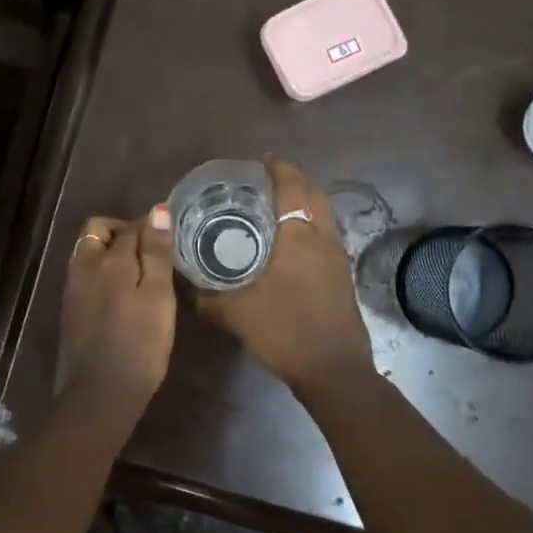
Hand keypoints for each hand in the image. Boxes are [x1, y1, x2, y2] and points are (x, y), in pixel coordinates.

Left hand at [55, 206, 178, 409]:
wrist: (99, 395)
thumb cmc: (139, 345)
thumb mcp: (158, 297)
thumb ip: (156, 253)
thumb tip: (157, 210)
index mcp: (107, 259)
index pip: (130, 226)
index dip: (151, 226)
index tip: (170, 240)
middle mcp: (83, 266)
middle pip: (99, 231)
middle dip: (123, 232)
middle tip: (152, 253)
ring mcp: (72, 289)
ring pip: (89, 253)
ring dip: (112, 253)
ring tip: (141, 275)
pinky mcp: (69, 310)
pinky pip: (86, 275)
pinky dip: (103, 273)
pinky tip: (123, 296)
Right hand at [196, 157, 372, 392]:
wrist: (335, 372)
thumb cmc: (286, 332)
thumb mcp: (238, 315)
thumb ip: (210, 300)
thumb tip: (189, 291)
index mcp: (299, 238)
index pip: (293, 189)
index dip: (280, 170)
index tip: (263, 161)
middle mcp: (323, 240)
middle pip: (315, 196)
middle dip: (296, 181)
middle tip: (269, 180)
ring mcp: (338, 259)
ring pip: (325, 216)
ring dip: (307, 203)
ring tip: (278, 206)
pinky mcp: (343, 277)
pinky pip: (327, 236)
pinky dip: (311, 225)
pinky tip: (292, 244)